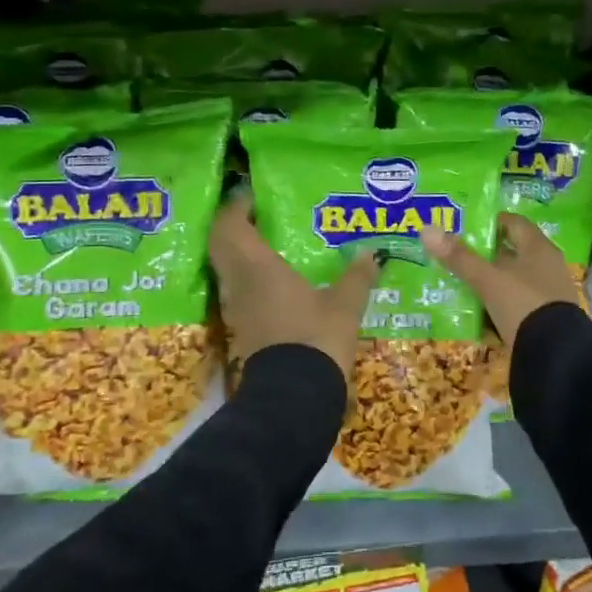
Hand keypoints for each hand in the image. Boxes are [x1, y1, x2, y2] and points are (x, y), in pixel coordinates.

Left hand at [210, 193, 378, 380]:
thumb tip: (371, 253)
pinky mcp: (242, 329)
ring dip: (237, 253)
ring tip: (266, 244)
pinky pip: (237, 292)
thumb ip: (357, 276)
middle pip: (220, 245)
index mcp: (259, 268)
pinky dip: (247, 279)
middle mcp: (239, 284)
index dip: (236, 207)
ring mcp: (237, 309)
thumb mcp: (345, 305)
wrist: (295, 395)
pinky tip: (273, 281)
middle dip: (232, 227)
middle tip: (256, 216)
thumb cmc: (317, 339)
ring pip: (226, 270)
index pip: (230, 226)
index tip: (252, 195)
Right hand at [421, 214, 578, 349]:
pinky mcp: (544, 318)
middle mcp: (547, 267)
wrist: (555, 354)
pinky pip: (516, 304)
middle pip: (512, 253)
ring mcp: (548, 294)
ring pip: (513, 280)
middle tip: (456, 257)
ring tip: (462, 285)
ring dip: (491, 282)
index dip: (492, 222)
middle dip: (486, 255)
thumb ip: (459, 258)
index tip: (466, 228)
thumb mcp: (488, 281)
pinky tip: (479, 314)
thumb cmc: (522, 304)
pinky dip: (498, 305)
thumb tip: (427, 229)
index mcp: (538, 249)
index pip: (514, 223)